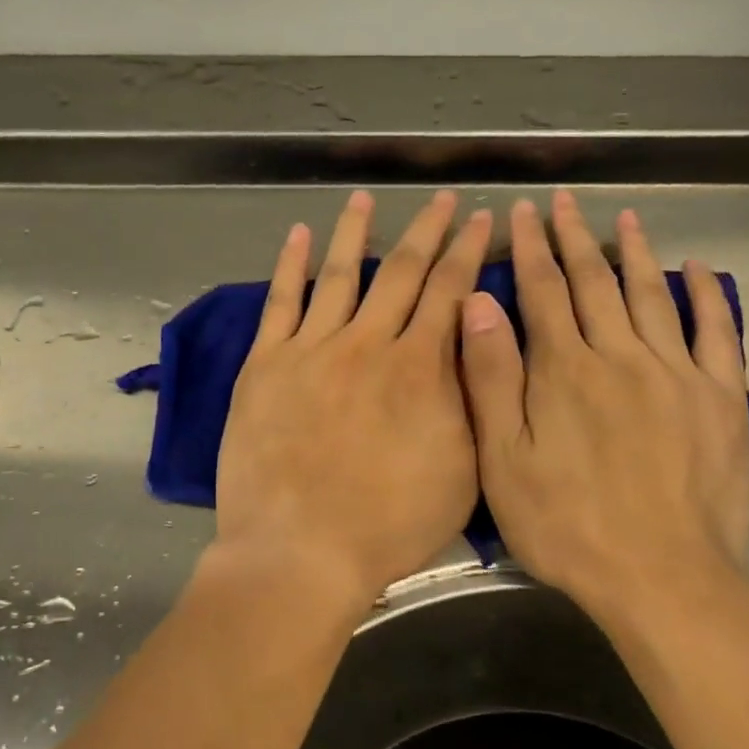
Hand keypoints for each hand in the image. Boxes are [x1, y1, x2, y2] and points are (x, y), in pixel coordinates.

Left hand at [212, 189, 491, 609]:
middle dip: (428, 229)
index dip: (469, 250)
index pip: (450, 291)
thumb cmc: (388, 524)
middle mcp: (367, 343)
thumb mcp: (460, 469)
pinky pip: (281, 302)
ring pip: (338, 273)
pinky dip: (290, 265)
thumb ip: (468, 397)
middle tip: (443, 198)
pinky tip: (297, 235)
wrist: (299, 551)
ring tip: (365, 197)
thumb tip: (470, 337)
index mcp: (418, 366)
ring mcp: (311, 349)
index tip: (483, 219)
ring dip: (355, 231)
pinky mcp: (266, 364)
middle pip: (402, 271)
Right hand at [459, 191, 748, 624]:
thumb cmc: (568, 525)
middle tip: (562, 201)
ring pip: (650, 295)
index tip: (521, 211)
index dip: (529, 248)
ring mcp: (676, 373)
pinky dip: (707, 296)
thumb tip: (477, 303)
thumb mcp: (504, 459)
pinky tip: (697, 270)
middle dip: (573, 238)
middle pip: (593, 283)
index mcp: (564, 369)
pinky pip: (716, 332)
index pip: (541, 291)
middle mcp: (620, 355)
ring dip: (633, 253)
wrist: (664, 579)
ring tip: (624, 219)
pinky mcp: (720, 398)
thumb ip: (491, 377)